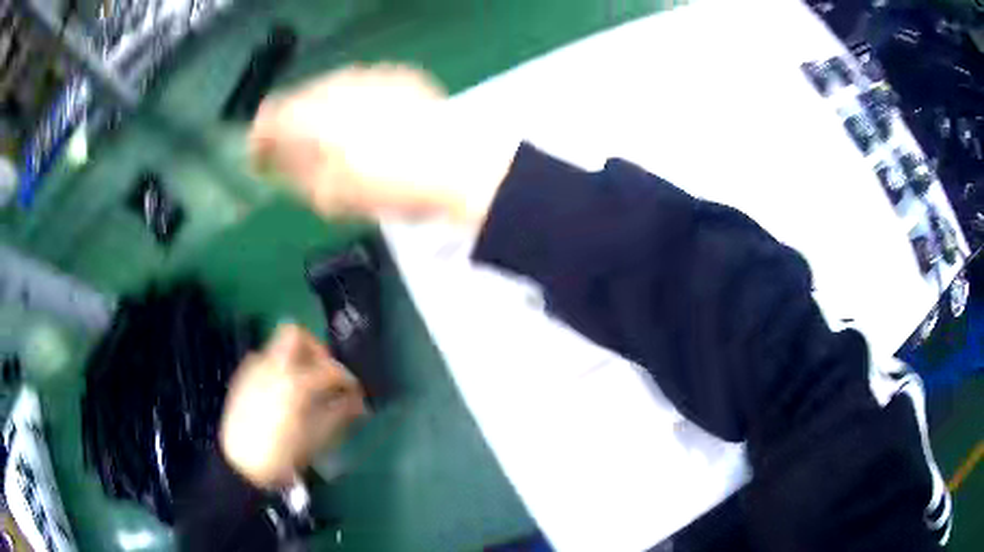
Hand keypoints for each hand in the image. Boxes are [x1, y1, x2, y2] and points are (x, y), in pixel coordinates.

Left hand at [220, 324, 364, 488]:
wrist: (241, 464)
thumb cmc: (283, 455)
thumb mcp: (317, 438)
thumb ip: (339, 413)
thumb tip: (357, 401)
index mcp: (296, 382)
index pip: (330, 368)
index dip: (348, 380)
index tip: (355, 393)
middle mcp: (273, 366)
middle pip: (295, 334)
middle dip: (315, 348)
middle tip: (324, 372)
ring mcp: (254, 369)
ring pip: (278, 347)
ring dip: (296, 358)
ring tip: (304, 386)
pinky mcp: (243, 378)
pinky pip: (264, 361)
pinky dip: (280, 369)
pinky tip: (283, 395)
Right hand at [249, 64, 518, 225]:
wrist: (458, 165)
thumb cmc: (391, 186)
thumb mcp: (332, 196)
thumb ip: (295, 176)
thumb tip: (277, 164)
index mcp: (312, 115)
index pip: (269, 117)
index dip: (259, 139)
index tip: (259, 157)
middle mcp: (336, 85)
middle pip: (300, 99)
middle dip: (292, 125)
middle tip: (295, 153)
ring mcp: (370, 75)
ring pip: (331, 89)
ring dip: (324, 112)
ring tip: (336, 141)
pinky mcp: (399, 75)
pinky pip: (364, 86)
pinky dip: (356, 104)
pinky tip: (371, 125)